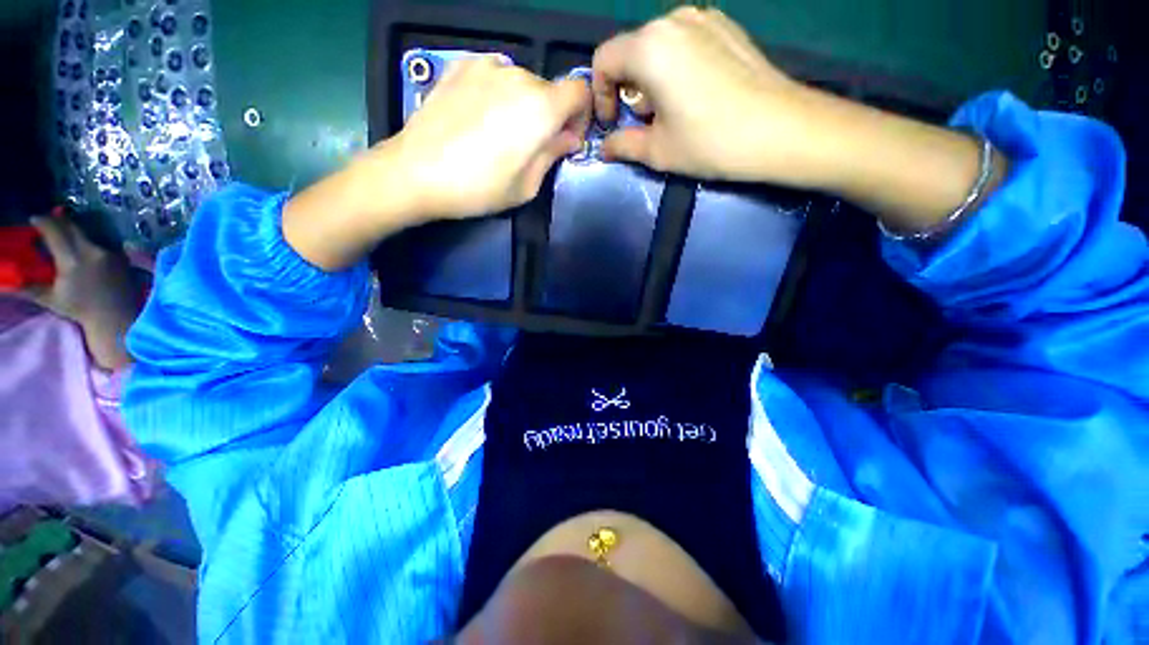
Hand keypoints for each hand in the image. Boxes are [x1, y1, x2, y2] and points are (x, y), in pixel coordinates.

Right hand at [23, 217, 139, 369]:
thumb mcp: (49, 298)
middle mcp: (91, 251)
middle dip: (57, 221)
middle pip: (71, 227)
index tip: (34, 219)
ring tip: (63, 232)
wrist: (114, 316)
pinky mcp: (121, 255)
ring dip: (73, 230)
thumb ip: (28, 287)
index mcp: (71, 260)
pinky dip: (88, 240)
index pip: (54, 232)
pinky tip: (82, 244)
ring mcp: (108, 252)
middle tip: (47, 221)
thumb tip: (7, 284)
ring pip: (86, 232)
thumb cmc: (79, 309)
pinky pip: (101, 241)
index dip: (43, 222)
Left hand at [284, 57, 591, 270]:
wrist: (416, 172)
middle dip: (549, 115)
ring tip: (500, 133)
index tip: (566, 138)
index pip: (580, 90)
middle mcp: (518, 75)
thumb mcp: (527, 186)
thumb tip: (569, 138)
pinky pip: (494, 75)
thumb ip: (553, 155)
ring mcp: (486, 66)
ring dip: (522, 104)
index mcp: (541, 107)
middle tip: (531, 145)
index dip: (580, 114)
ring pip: (521, 82)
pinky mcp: (460, 66)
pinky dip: (497, 93)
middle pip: (549, 90)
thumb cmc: (479, 188)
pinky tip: (479, 117)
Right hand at [592, 7, 809, 182]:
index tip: (612, 122)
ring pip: (658, 46)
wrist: (780, 129)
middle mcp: (673, 19)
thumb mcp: (657, 151)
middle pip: (631, 51)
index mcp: (650, 47)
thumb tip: (604, 148)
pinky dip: (677, 67)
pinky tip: (695, 95)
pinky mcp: (727, 26)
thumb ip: (622, 145)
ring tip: (672, 111)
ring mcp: (704, 17)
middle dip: (629, 89)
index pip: (604, 60)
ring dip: (652, 79)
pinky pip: (685, 42)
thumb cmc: (709, 142)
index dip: (599, 95)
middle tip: (646, 122)